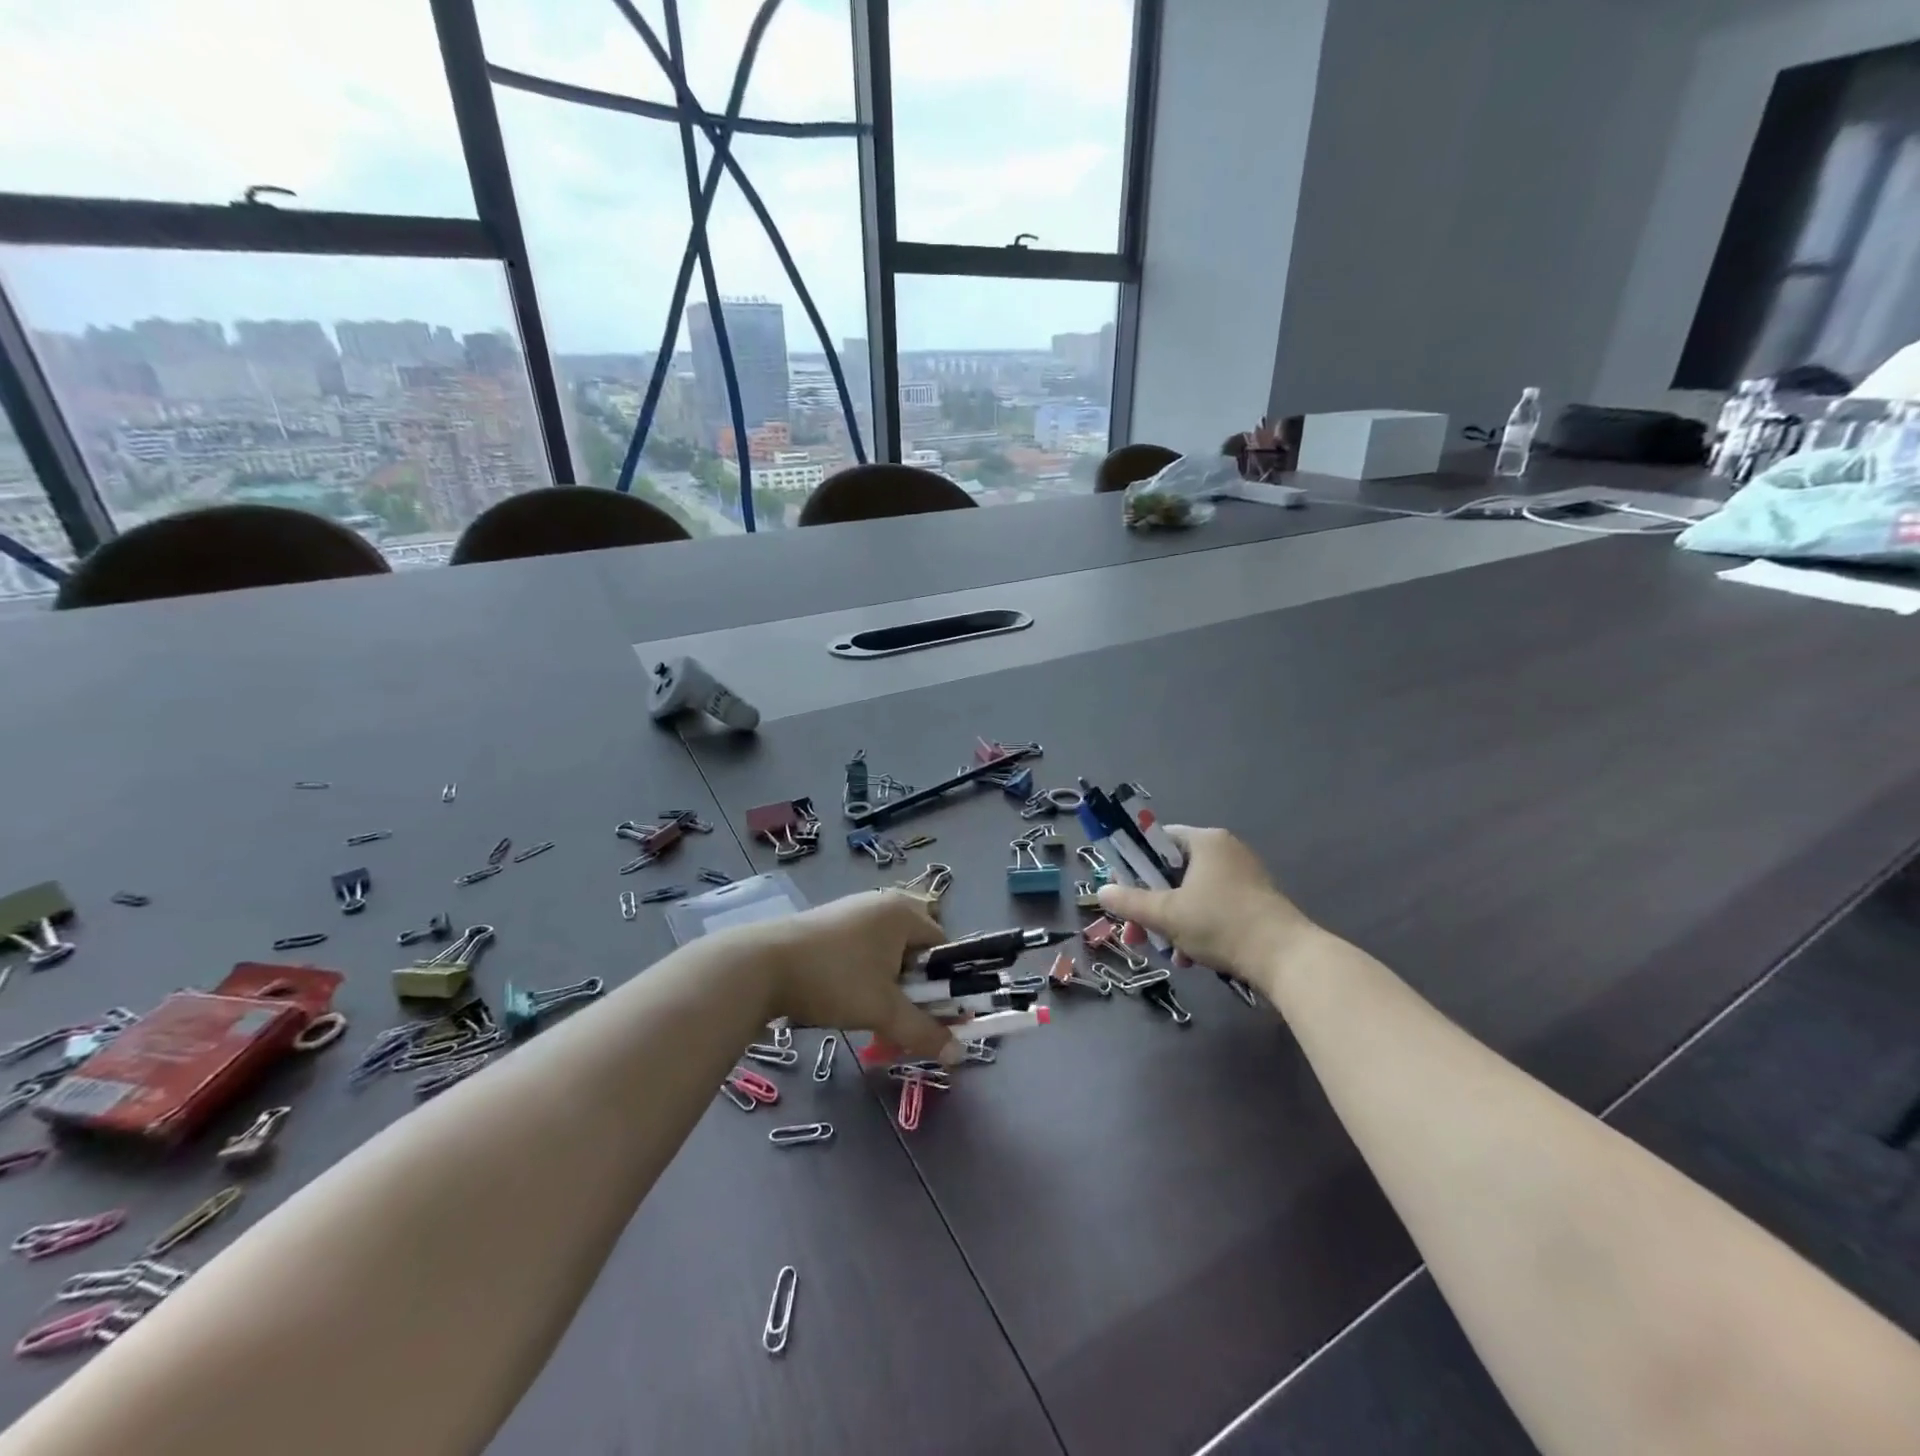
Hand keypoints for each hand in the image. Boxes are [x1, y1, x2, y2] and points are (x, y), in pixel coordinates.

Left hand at [757, 890, 962, 1064]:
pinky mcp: (828, 923)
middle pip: (914, 949)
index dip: (943, 983)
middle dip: (912, 987)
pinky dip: (863, 975)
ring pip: (885, 952)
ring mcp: (852, 910)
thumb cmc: (834, 980)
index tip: (932, 1014)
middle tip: (901, 1017)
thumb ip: (923, 1031)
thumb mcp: (883, 1010)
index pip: (942, 946)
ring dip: (886, 984)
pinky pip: (861, 949)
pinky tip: (845, 998)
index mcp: (903, 913)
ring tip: (871, 1013)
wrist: (762, 965)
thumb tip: (959, 1053)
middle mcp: (881, 903)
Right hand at [1095, 827, 1315, 989]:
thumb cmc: (1221, 924)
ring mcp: (1243, 877)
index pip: (1158, 840)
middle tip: (1136, 935)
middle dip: (1152, 907)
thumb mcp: (1167, 914)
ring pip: (1191, 896)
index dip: (1135, 865)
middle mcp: (1225, 851)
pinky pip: (1213, 909)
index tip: (1123, 892)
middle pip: (1172, 873)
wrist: (1286, 959)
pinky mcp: (1254, 903)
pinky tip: (1192, 959)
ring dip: (1173, 924)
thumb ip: (1130, 902)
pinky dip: (1198, 930)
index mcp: (1205, 841)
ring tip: (1169, 954)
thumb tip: (1101, 891)